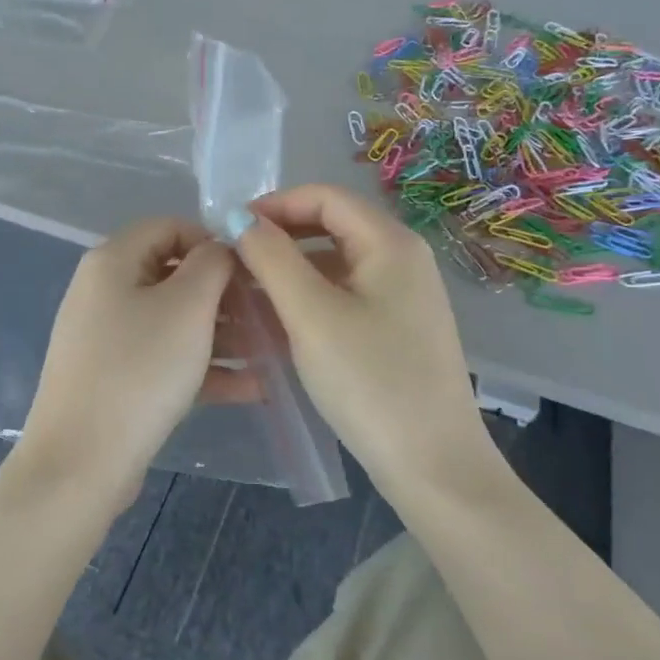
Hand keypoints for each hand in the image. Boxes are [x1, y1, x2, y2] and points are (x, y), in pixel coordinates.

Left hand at [18, 217, 249, 502]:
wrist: (82, 461)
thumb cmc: (139, 370)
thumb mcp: (187, 307)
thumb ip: (212, 264)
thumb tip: (221, 247)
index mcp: (112, 261)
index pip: (169, 227)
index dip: (213, 240)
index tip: (252, 269)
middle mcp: (103, 292)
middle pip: (174, 276)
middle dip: (225, 294)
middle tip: (268, 315)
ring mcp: (107, 338)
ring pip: (174, 322)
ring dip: (223, 334)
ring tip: (271, 354)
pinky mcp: (115, 378)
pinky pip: (165, 359)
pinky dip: (203, 368)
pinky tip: (250, 388)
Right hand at [235, 184, 494, 491]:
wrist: (431, 462)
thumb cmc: (369, 380)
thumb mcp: (311, 315)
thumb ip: (271, 258)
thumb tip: (237, 218)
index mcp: (390, 243)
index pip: (324, 197)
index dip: (274, 204)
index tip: (228, 229)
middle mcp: (403, 259)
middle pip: (332, 226)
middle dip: (279, 237)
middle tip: (233, 262)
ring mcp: (403, 296)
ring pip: (336, 263)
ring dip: (290, 269)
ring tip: (247, 293)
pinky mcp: (397, 328)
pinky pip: (345, 295)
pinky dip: (309, 298)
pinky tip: (279, 322)